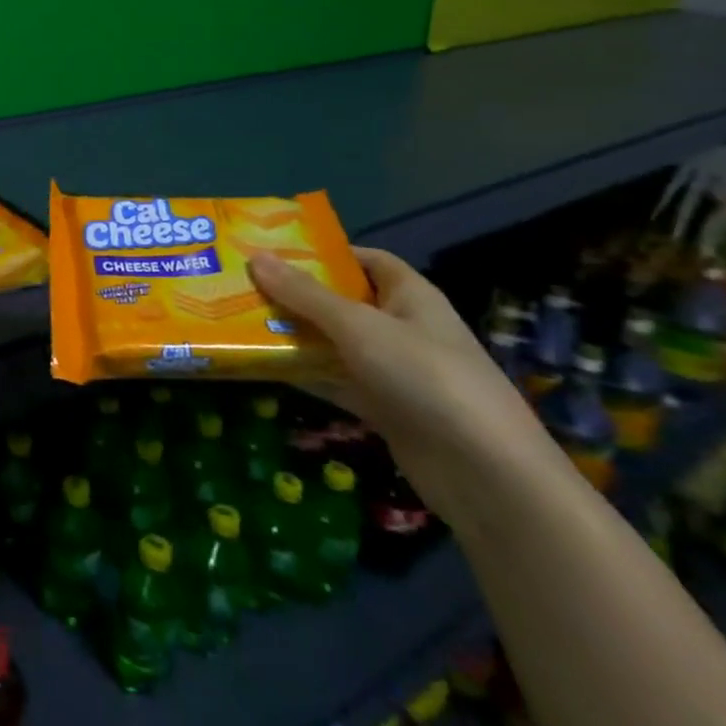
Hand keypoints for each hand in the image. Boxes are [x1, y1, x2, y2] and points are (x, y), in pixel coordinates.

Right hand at [248, 247, 555, 519]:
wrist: (485, 474)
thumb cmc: (425, 377)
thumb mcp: (358, 327)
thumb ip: (305, 294)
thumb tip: (255, 257)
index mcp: (410, 296)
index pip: (366, 259)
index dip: (325, 252)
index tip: (274, 251)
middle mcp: (402, 328)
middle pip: (342, 301)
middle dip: (296, 294)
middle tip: (242, 285)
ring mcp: (393, 371)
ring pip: (334, 343)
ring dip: (295, 335)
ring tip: (240, 321)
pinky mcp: (384, 408)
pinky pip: (335, 380)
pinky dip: (305, 373)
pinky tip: (263, 366)